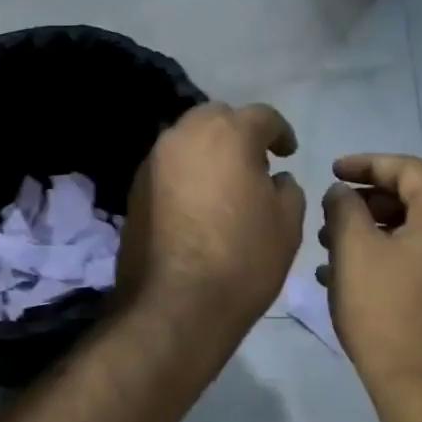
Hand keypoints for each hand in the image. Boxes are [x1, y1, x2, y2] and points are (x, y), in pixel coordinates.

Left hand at [116, 102, 305, 332]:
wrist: (176, 305)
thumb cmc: (243, 259)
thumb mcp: (287, 223)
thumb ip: (287, 188)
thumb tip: (275, 178)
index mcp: (228, 134)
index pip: (262, 116)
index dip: (280, 133)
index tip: (288, 153)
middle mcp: (184, 136)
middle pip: (216, 119)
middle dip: (237, 133)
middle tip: (254, 163)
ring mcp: (153, 162)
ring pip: (186, 141)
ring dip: (207, 152)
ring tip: (224, 184)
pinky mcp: (133, 190)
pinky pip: (167, 169)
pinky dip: (185, 175)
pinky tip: (197, 204)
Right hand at [319, 154, 421, 391]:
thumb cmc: (387, 310)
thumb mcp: (354, 251)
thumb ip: (344, 208)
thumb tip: (342, 193)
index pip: (408, 169)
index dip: (365, 165)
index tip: (331, 171)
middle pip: (416, 199)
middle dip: (367, 204)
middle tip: (329, 216)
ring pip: (419, 232)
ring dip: (375, 233)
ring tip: (331, 248)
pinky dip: (392, 257)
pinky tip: (352, 276)